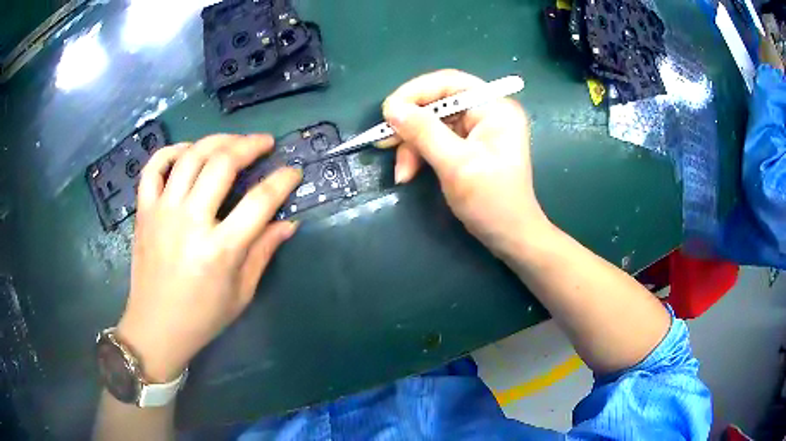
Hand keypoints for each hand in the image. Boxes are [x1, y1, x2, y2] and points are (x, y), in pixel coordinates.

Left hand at [117, 134, 301, 381]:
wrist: (155, 328)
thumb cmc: (202, 318)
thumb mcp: (241, 293)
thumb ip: (263, 252)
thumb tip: (288, 223)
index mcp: (220, 250)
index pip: (260, 201)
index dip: (282, 180)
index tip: (293, 171)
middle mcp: (190, 222)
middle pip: (222, 164)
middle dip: (250, 146)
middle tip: (264, 143)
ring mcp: (163, 212)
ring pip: (191, 156)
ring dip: (217, 140)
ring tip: (233, 141)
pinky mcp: (144, 211)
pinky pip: (154, 168)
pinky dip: (172, 151)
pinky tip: (188, 151)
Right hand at [382, 70, 546, 255]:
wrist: (510, 237)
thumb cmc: (491, 201)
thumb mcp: (456, 165)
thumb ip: (424, 132)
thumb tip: (391, 108)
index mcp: (495, 108)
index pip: (449, 83)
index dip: (415, 92)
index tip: (388, 111)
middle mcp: (487, 112)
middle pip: (438, 103)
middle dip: (410, 126)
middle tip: (385, 143)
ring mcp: (478, 129)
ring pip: (432, 123)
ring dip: (412, 146)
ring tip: (402, 172)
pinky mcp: (469, 145)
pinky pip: (436, 140)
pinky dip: (420, 154)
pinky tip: (410, 172)